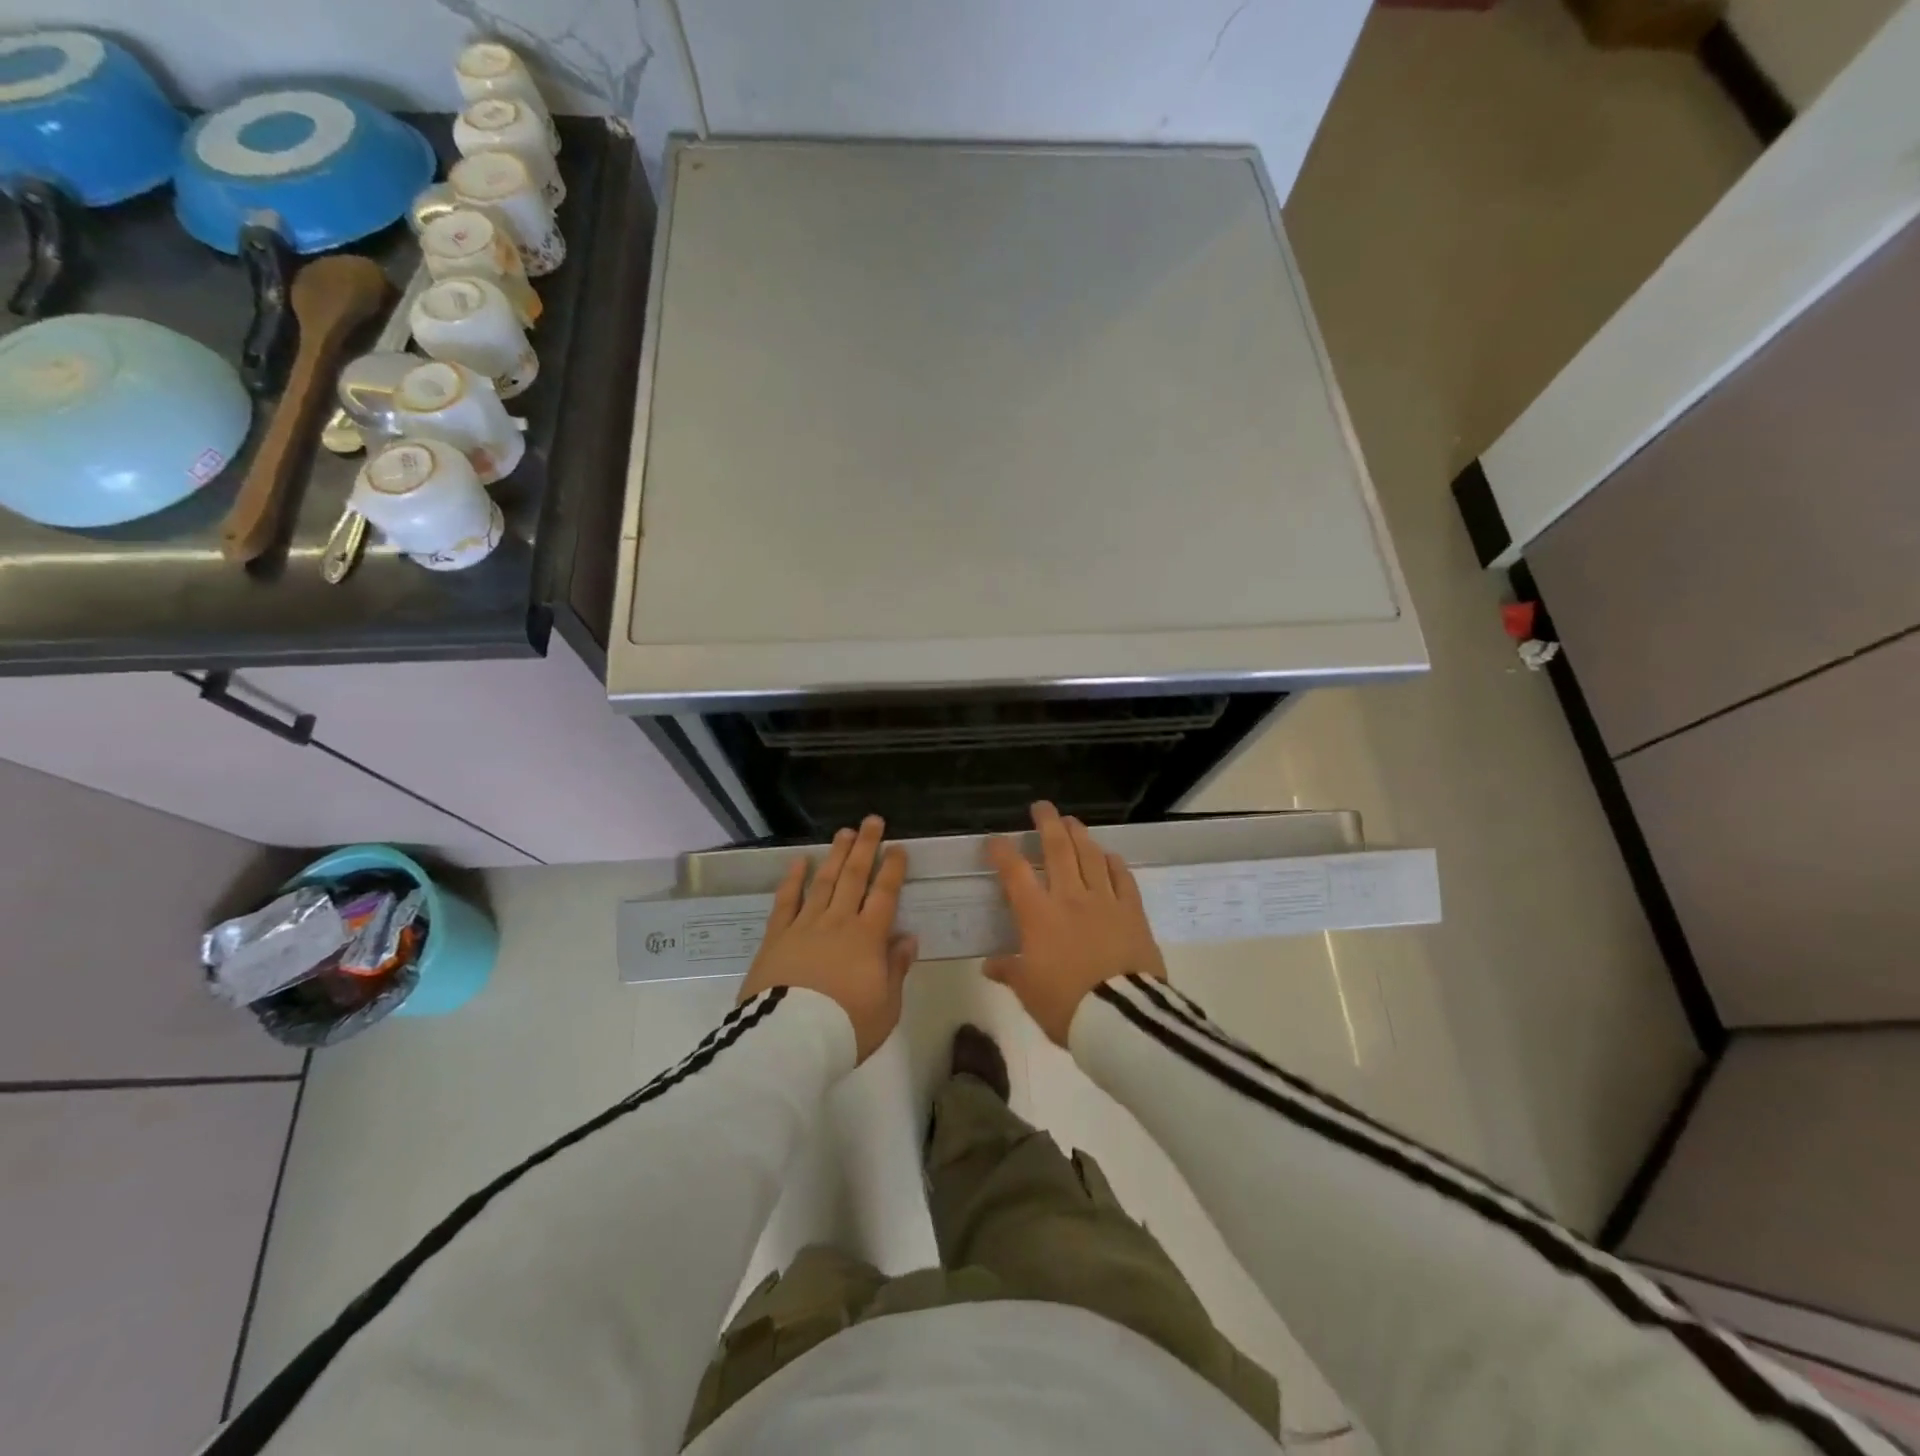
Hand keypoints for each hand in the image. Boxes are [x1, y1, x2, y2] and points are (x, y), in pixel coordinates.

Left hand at [737, 816, 916, 1062]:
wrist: (791, 1041)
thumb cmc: (847, 1027)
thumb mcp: (887, 1006)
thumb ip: (896, 968)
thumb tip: (907, 938)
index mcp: (868, 938)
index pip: (884, 894)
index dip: (892, 869)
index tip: (897, 847)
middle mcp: (838, 922)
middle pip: (854, 877)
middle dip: (865, 847)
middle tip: (871, 821)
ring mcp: (805, 925)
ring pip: (824, 882)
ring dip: (835, 855)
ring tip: (843, 832)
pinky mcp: (777, 936)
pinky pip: (786, 901)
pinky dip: (793, 879)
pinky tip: (799, 862)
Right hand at [985, 801, 1166, 1045]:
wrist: (1121, 1017)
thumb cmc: (1066, 1004)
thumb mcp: (1028, 992)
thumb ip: (1010, 971)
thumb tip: (990, 965)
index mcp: (1038, 915)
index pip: (1015, 872)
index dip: (1003, 852)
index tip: (995, 840)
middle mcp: (1070, 897)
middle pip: (1057, 849)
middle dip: (1047, 823)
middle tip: (1042, 807)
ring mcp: (1104, 901)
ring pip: (1090, 856)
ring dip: (1079, 835)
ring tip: (1072, 822)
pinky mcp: (1133, 911)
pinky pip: (1122, 878)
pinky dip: (1113, 863)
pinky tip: (1109, 856)